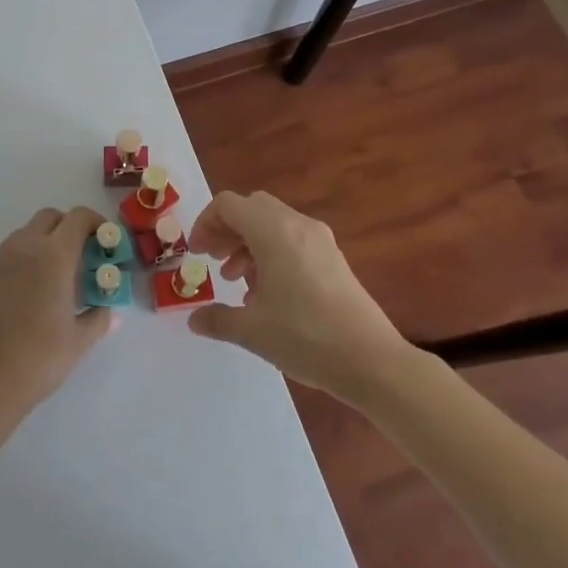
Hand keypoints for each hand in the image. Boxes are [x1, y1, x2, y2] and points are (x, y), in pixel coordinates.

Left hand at [0, 207, 113, 409]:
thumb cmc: (40, 357)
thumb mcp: (79, 341)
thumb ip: (99, 318)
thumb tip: (109, 311)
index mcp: (54, 255)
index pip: (78, 218)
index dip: (95, 222)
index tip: (104, 241)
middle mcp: (25, 247)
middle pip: (49, 217)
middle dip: (67, 227)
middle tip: (80, 256)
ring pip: (24, 234)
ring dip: (42, 243)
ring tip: (52, 277)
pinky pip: (6, 258)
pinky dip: (21, 264)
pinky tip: (25, 297)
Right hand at [186, 190, 409, 400]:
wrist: (373, 362)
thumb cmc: (306, 338)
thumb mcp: (252, 331)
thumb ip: (217, 319)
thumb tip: (194, 319)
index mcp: (274, 232)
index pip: (228, 205)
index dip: (205, 223)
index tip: (197, 255)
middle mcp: (297, 225)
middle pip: (251, 208)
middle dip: (226, 230)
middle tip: (213, 260)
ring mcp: (319, 240)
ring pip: (272, 223)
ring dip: (248, 243)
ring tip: (237, 281)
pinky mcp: (333, 258)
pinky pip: (292, 239)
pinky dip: (271, 253)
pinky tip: (268, 293)